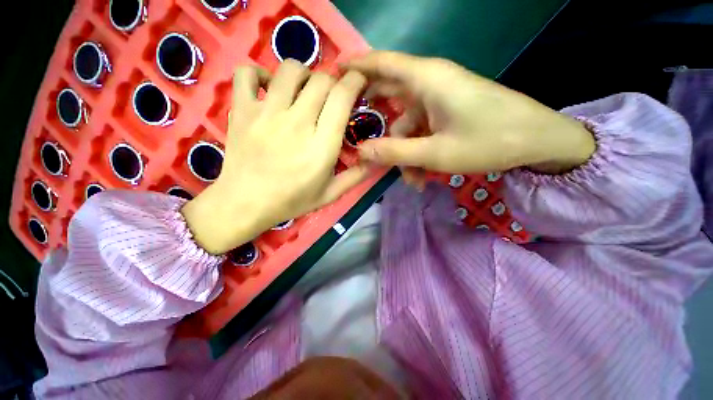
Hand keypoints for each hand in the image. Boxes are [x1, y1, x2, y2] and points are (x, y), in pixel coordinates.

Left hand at [182, 61, 368, 254]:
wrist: (246, 204)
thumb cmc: (292, 200)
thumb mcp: (330, 194)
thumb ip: (356, 176)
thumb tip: (375, 158)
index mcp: (321, 145)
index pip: (341, 97)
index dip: (354, 82)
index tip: (357, 83)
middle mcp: (297, 123)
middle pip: (321, 79)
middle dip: (332, 82)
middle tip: (331, 97)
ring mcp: (266, 113)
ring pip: (290, 70)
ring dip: (304, 75)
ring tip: (303, 92)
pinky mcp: (242, 110)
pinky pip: (247, 74)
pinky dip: (259, 74)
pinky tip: (267, 89)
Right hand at [346, 52, 594, 185]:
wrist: (538, 141)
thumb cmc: (489, 141)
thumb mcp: (435, 153)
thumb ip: (395, 152)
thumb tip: (361, 152)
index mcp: (426, 80)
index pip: (381, 63)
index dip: (355, 67)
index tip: (333, 75)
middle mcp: (430, 83)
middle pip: (389, 94)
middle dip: (374, 119)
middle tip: (358, 135)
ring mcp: (439, 99)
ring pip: (407, 123)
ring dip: (403, 152)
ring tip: (411, 179)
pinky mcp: (447, 112)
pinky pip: (422, 130)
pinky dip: (418, 152)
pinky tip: (423, 176)